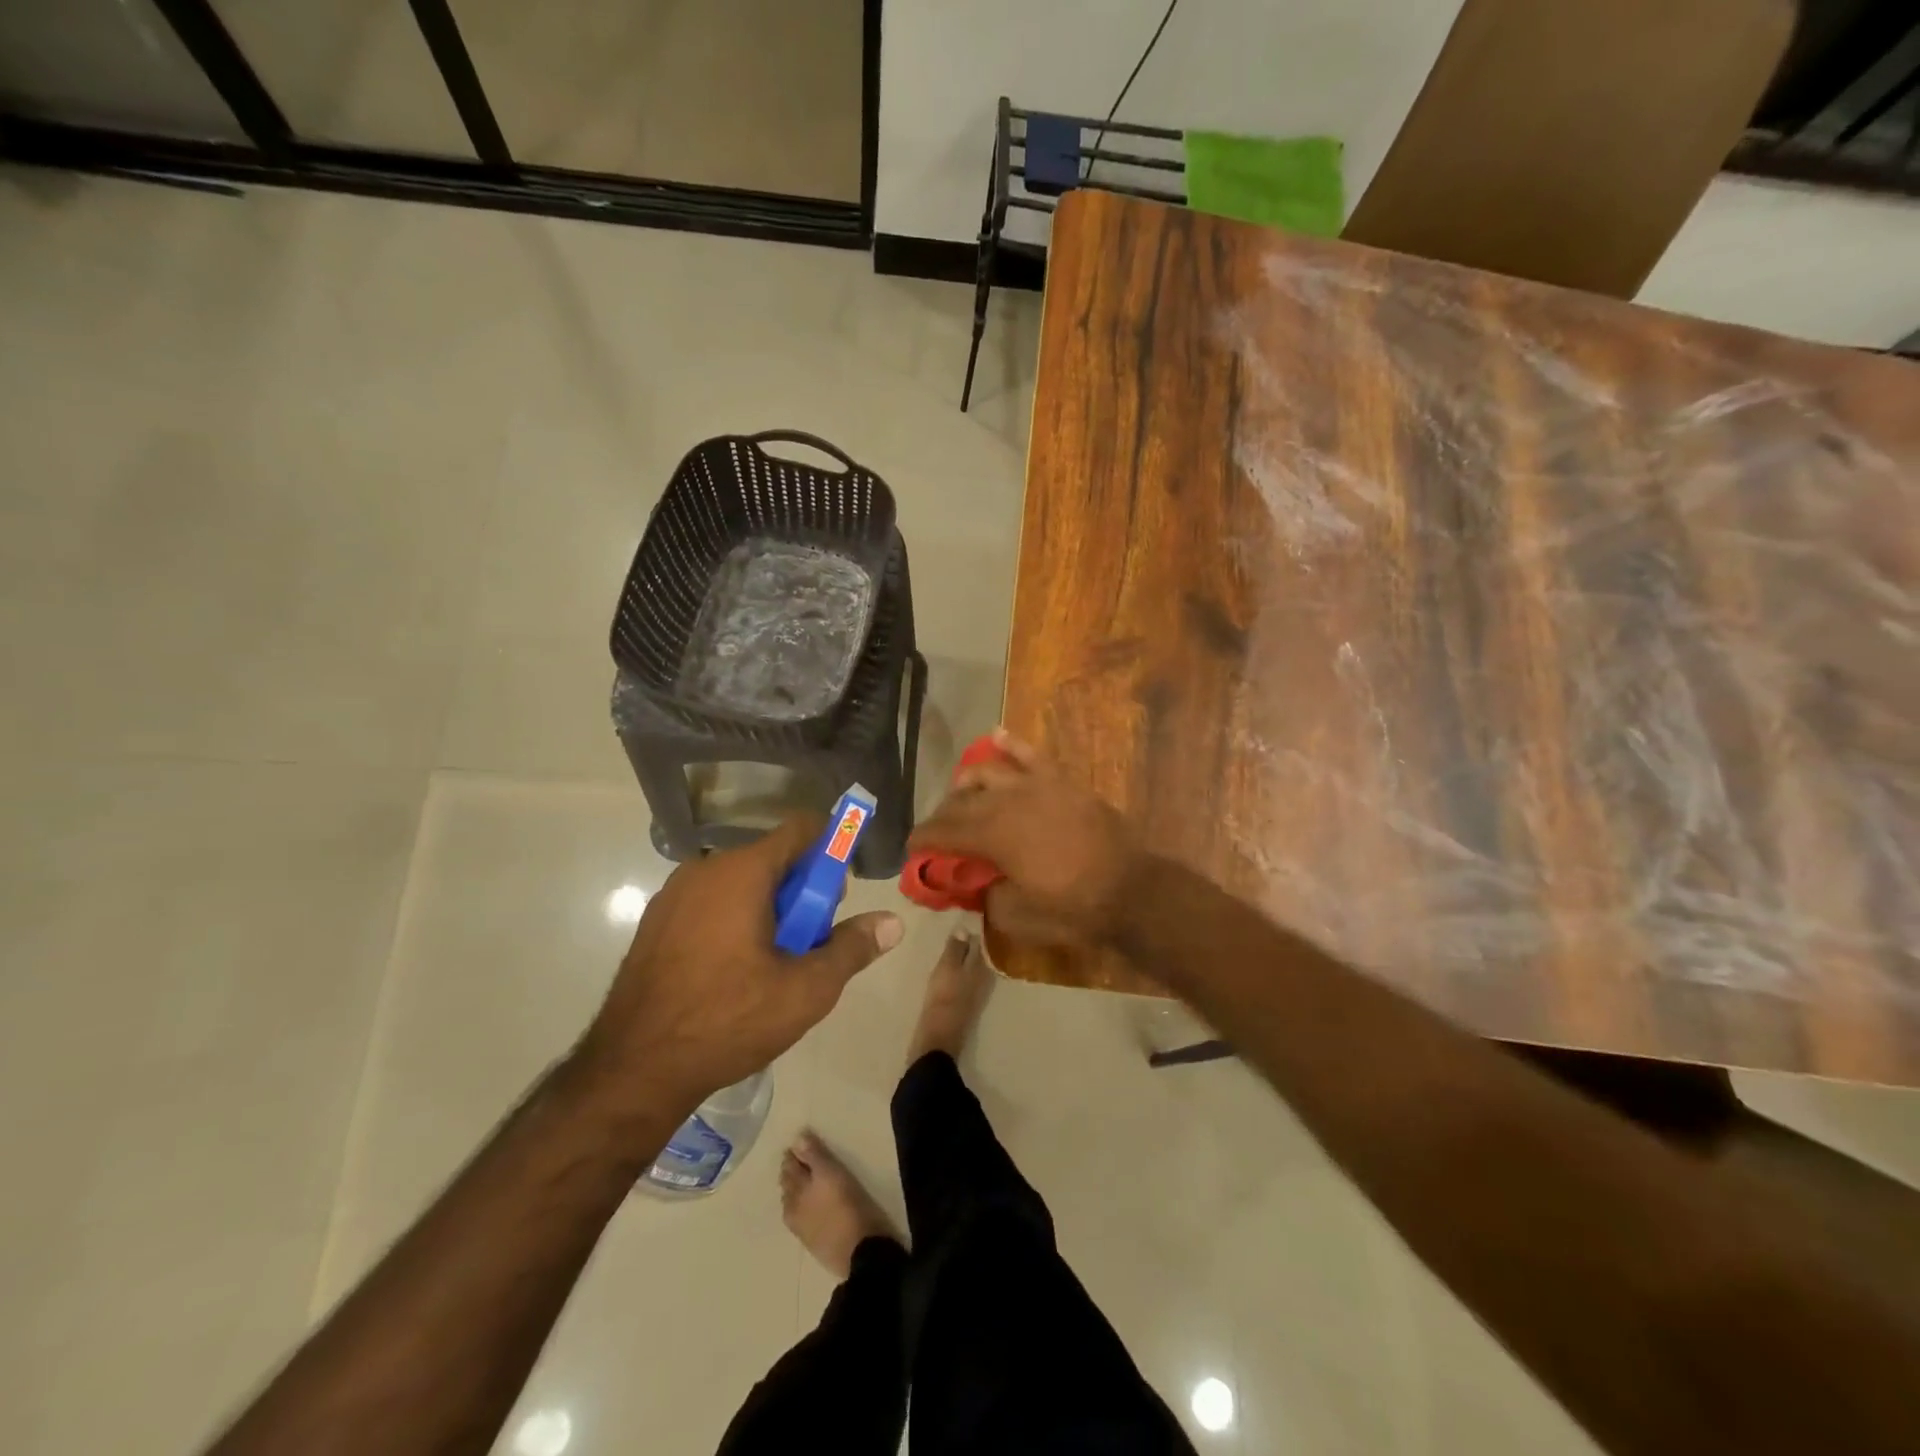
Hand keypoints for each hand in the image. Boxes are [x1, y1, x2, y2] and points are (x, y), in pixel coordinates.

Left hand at [575, 817, 903, 1118]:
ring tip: (771, 967)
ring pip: (741, 883)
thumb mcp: (806, 990)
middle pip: (773, 859)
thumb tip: (893, 923)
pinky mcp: (655, 922)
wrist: (633, 1069)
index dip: (831, 850)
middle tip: (807, 944)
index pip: (802, 829)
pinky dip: (733, 921)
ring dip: (767, 909)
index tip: (838, 895)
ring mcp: (674, 894)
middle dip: (801, 892)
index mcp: (743, 871)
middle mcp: (705, 868)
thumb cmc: (728, 1020)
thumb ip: (852, 948)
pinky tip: (732, 974)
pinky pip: (710, 903)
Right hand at [907, 728, 1144, 948]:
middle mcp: (1006, 801)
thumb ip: (986, 896)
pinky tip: (996, 735)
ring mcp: (1035, 785)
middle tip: (938, 834)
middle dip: (942, 816)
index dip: (922, 839)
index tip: (912, 849)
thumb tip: (979, 883)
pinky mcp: (1061, 781)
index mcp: (991, 834)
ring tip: (962, 794)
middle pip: (960, 801)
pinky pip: (1030, 754)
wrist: (1130, 890)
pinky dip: (1011, 744)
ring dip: (967, 783)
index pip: (943, 831)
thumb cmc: (1072, 908)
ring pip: (987, 772)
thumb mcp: (1016, 917)